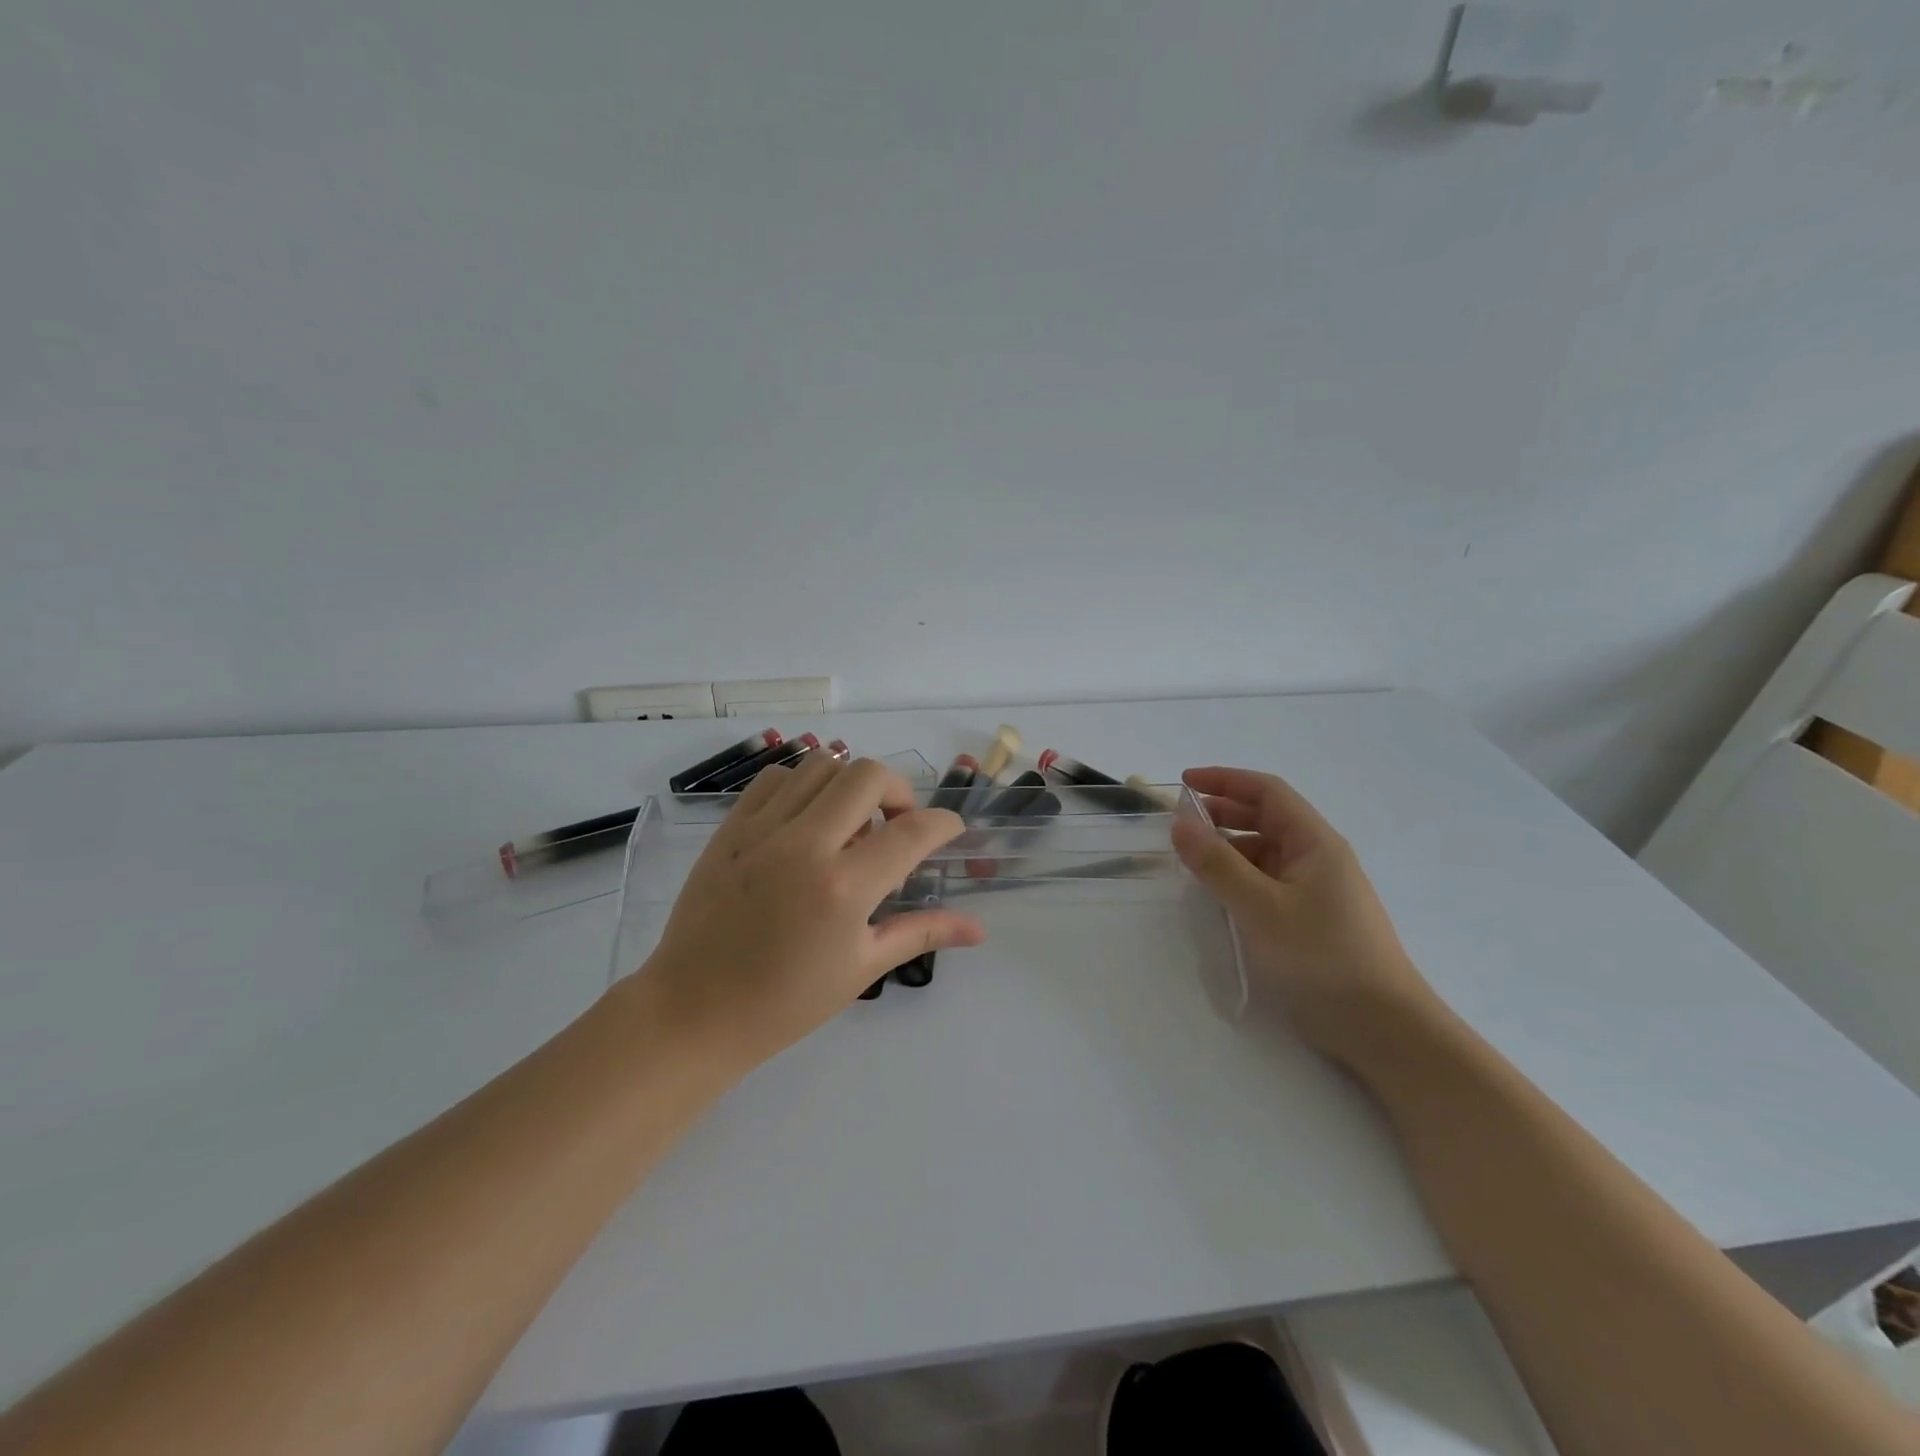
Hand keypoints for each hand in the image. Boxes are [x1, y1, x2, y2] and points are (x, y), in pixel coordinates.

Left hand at [637, 752, 985, 1071]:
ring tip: (851, 822)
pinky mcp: (730, 828)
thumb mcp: (861, 969)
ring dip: (851, 784)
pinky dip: (803, 784)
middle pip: (867, 775)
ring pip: (821, 765)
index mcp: (843, 889)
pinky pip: (776, 778)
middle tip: (897, 824)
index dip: (942, 824)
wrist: (692, 1012)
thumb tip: (978, 929)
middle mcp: (805, 845)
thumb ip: (921, 934)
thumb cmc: (784, 1002)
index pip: (911, 832)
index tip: (949, 830)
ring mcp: (762, 831)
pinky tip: (807, 818)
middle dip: (899, 790)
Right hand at [1170, 766, 1438, 1064]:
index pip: (1267, 792)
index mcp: (1314, 842)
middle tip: (1179, 824)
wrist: (1382, 1028)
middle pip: (1266, 819)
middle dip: (1222, 814)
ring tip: (1190, 861)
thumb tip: (1180, 824)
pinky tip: (1217, 896)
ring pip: (1264, 853)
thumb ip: (1217, 864)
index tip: (1183, 782)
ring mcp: (1316, 890)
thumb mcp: (1260, 907)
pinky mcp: (1311, 920)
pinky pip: (1267, 883)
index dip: (1225, 780)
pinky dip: (1238, 879)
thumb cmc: (1322, 956)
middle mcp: (1317, 858)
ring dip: (1228, 849)